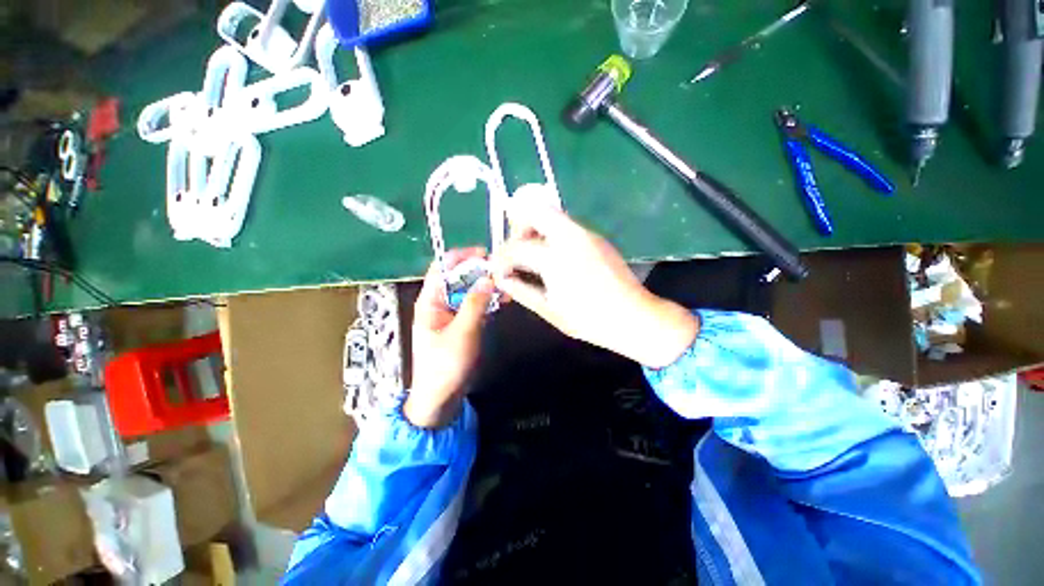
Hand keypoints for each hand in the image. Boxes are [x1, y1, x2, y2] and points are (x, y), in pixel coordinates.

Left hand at [405, 248, 494, 428]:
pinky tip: (503, 301)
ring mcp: (451, 314)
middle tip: (502, 271)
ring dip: (486, 287)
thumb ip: (475, 304)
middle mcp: (439, 303)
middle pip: (458, 278)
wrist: (440, 398)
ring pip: (468, 292)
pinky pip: (474, 306)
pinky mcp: (461, 325)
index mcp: (430, 301)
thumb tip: (488, 278)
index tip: (485, 254)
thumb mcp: (462, 333)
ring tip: (507, 286)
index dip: (461, 256)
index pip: (442, 268)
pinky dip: (487, 302)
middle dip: (479, 272)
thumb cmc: (445, 366)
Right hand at [489, 201, 697, 367]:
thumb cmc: (589, 319)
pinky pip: (566, 226)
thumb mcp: (548, 309)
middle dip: (518, 226)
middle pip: (534, 209)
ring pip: (551, 215)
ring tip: (534, 257)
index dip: (501, 258)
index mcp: (555, 257)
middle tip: (517, 252)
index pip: (516, 247)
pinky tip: (555, 260)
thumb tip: (501, 279)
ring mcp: (586, 233)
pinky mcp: (596, 237)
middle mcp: (569, 236)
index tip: (498, 269)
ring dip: (535, 229)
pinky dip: (552, 235)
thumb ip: (520, 290)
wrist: (634, 317)